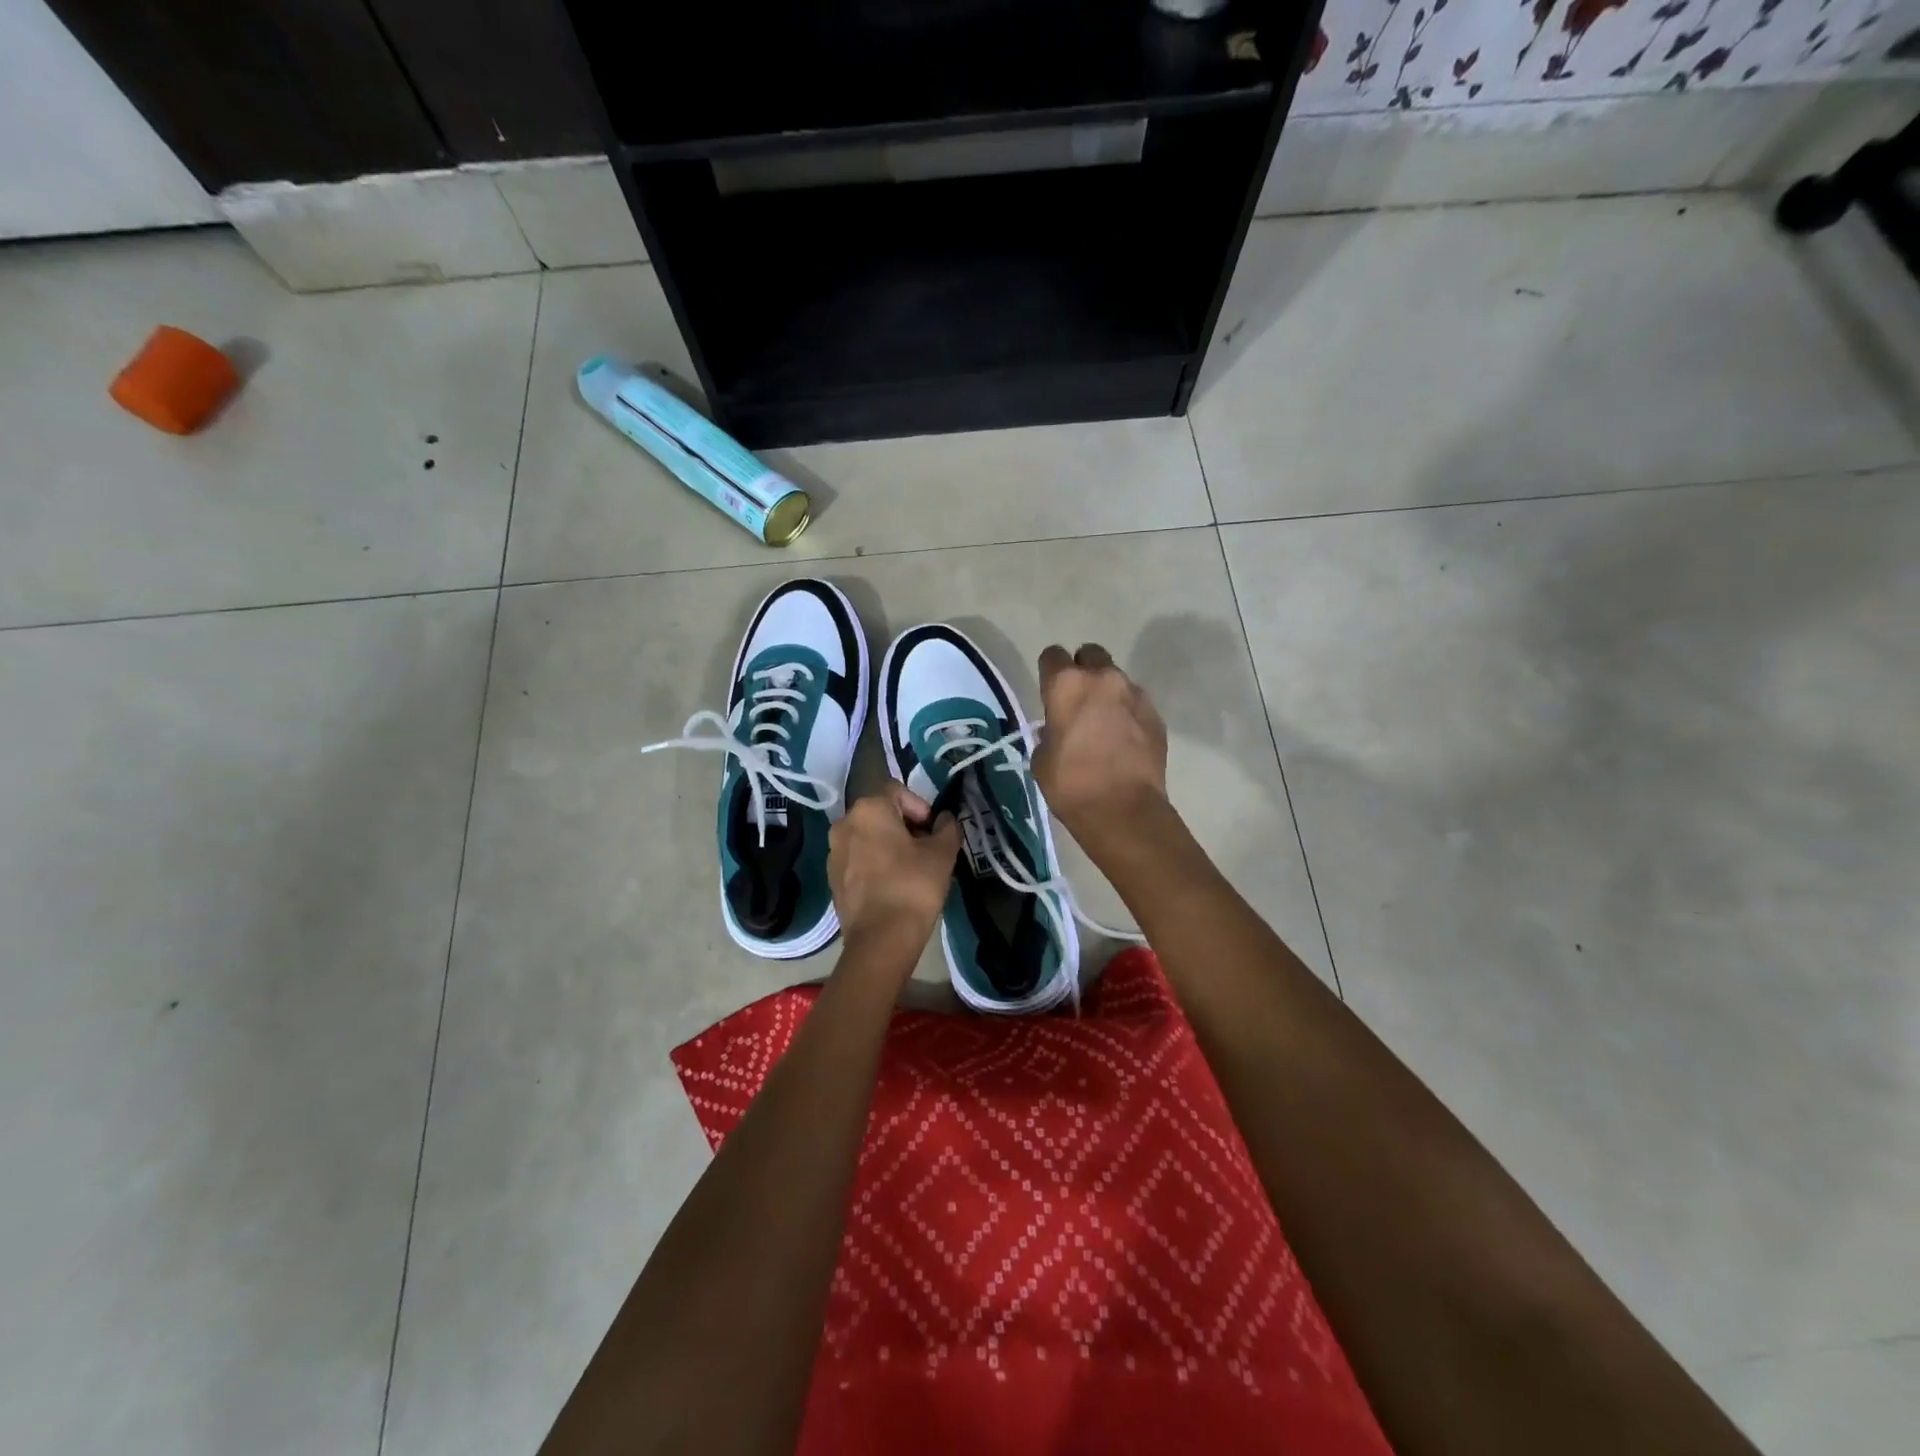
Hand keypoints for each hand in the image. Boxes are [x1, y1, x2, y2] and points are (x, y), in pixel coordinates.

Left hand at [828, 782, 960, 955]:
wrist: (881, 939)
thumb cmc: (913, 886)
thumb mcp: (942, 853)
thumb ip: (947, 827)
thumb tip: (944, 819)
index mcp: (868, 809)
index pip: (897, 790)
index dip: (920, 806)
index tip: (933, 831)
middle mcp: (844, 823)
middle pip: (880, 813)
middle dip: (905, 826)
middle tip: (926, 849)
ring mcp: (834, 852)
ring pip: (868, 837)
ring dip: (889, 844)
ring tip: (911, 868)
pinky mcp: (832, 878)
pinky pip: (857, 859)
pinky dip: (874, 863)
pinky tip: (892, 885)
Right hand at [1033, 643, 1170, 857]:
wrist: (1123, 810)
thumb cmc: (1071, 784)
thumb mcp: (1041, 758)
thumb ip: (1049, 732)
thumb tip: (1058, 729)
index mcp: (1066, 684)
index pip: (1052, 655)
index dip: (1049, 671)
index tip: (1049, 691)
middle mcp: (1103, 678)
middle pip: (1091, 654)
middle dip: (1083, 670)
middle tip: (1078, 699)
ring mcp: (1134, 694)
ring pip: (1117, 679)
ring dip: (1108, 693)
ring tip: (1104, 723)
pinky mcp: (1156, 715)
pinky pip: (1136, 703)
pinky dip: (1128, 714)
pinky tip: (1123, 739)